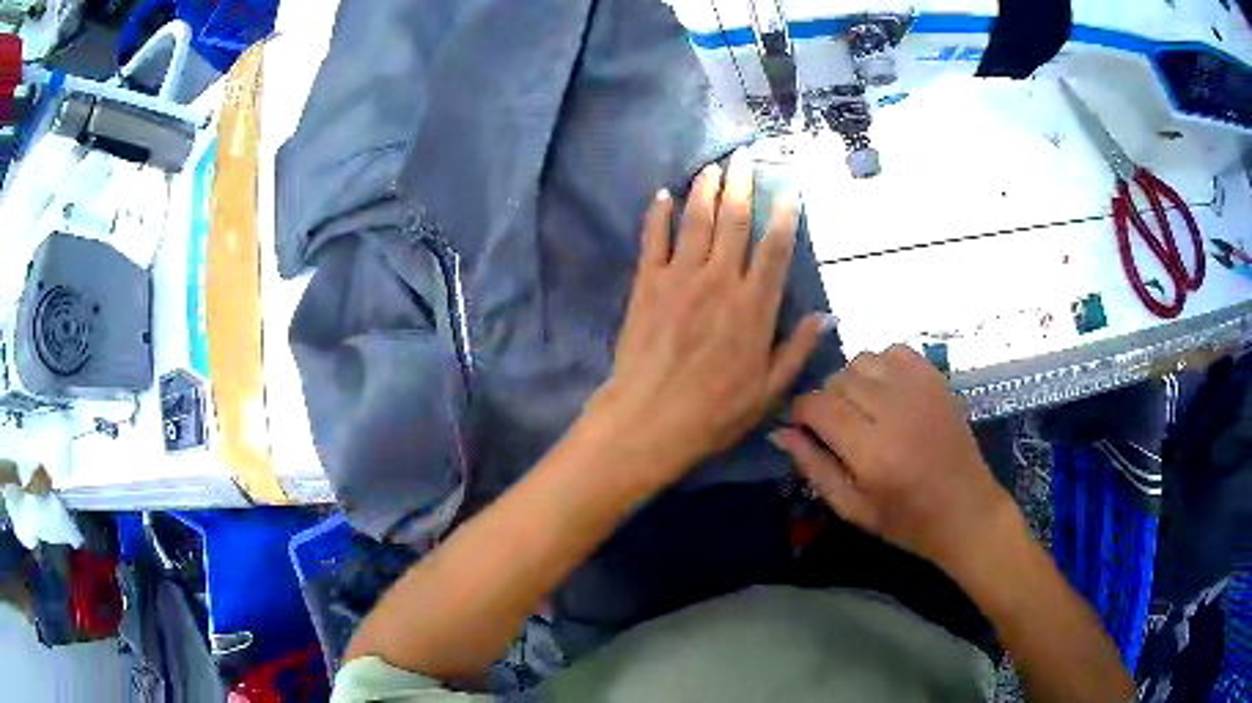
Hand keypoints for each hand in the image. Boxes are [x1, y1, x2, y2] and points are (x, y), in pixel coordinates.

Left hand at [587, 154, 827, 490]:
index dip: (784, 215)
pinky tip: (663, 194)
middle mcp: (720, 281)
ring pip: (697, 221)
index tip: (789, 189)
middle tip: (745, 156)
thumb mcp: (769, 390)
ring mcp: (680, 278)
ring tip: (713, 165)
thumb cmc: (715, 412)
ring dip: (706, 189)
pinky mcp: (646, 284)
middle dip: (742, 185)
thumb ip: (798, 349)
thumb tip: (828, 316)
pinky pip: (653, 240)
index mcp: (754, 307)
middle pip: (735, 222)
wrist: (650, 420)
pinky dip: (658, 215)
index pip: (774, 249)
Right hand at [771, 345, 1012, 569]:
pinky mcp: (936, 379)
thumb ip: (814, 467)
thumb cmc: (906, 521)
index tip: (802, 426)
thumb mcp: (852, 508)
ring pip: (863, 359)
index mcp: (871, 451)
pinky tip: (886, 392)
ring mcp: (919, 389)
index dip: (800, 412)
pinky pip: (895, 351)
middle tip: (835, 426)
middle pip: (838, 379)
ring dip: (852, 380)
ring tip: (862, 408)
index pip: (817, 406)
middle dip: (826, 399)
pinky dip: (882, 366)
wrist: (966, 510)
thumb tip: (782, 432)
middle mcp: (894, 410)